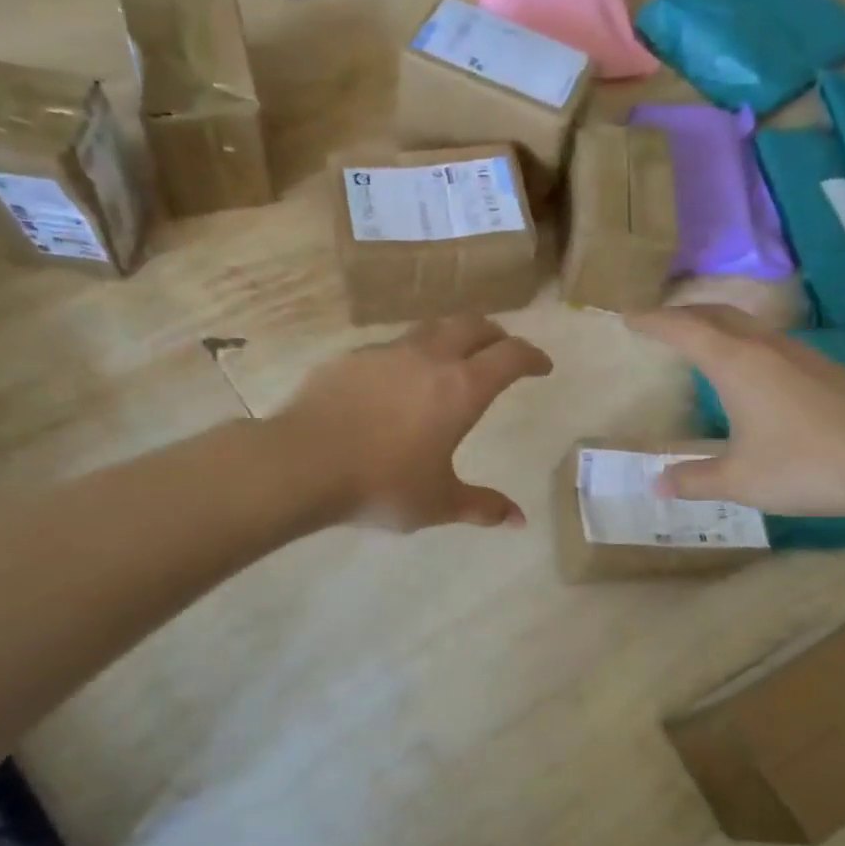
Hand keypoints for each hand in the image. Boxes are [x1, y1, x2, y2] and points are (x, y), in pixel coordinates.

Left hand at [276, 316, 552, 531]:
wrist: (302, 464)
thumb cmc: (382, 485)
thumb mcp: (438, 502)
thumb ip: (482, 507)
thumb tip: (519, 520)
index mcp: (460, 389)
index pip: (510, 357)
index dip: (532, 357)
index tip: (542, 366)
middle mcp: (428, 358)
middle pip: (472, 326)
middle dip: (495, 335)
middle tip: (502, 352)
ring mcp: (385, 353)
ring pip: (430, 329)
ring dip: (452, 338)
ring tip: (452, 360)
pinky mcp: (350, 358)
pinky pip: (391, 347)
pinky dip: (410, 356)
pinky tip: (397, 382)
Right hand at [627, 305, 844, 517]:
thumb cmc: (804, 466)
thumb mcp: (739, 480)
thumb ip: (694, 479)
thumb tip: (656, 484)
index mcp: (737, 365)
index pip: (684, 331)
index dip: (653, 322)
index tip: (628, 317)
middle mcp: (766, 348)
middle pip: (717, 315)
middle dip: (683, 313)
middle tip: (659, 321)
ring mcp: (800, 354)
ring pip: (748, 325)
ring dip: (717, 324)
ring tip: (700, 339)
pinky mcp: (825, 368)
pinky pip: (771, 341)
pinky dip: (744, 341)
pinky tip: (752, 368)